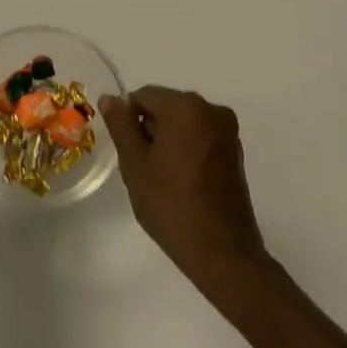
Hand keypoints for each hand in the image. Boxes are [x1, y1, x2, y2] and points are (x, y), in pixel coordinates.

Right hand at [100, 85, 268, 295]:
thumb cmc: (171, 204)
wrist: (222, 251)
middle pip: (166, 107)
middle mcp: (212, 110)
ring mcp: (227, 132)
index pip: (144, 96)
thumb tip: (111, 98)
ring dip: (167, 142)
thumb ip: (121, 125)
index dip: (128, 119)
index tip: (127, 151)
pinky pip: (200, 138)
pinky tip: (181, 183)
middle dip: (149, 130)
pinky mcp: (235, 152)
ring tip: (161, 180)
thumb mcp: (135, 164)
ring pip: (183, 124)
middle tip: (141, 168)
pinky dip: (186, 151)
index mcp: (186, 107)